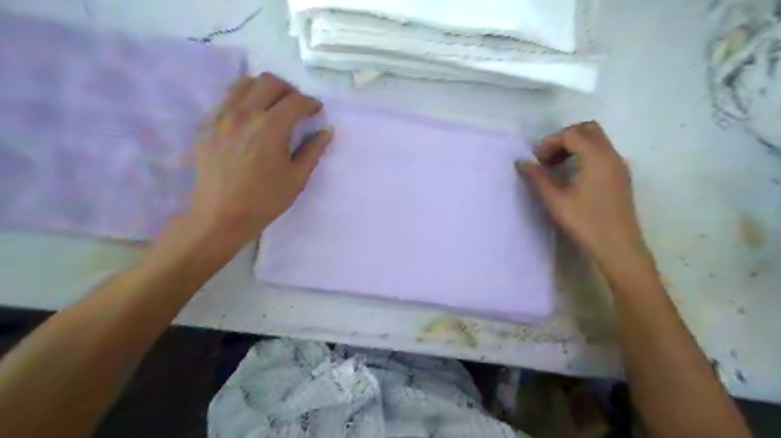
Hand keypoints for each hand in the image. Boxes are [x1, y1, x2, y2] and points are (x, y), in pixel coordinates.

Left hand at [190, 72, 333, 242]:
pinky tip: (250, 120)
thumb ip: (313, 150)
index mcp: (271, 127)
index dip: (311, 103)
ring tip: (273, 106)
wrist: (220, 215)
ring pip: (243, 84)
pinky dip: (244, 101)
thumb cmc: (265, 200)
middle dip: (289, 89)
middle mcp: (244, 113)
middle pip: (269, 82)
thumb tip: (326, 131)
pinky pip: (227, 100)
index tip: (317, 111)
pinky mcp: (207, 125)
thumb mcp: (297, 178)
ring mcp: (221, 116)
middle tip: (297, 106)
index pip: (296, 101)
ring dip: (264, 89)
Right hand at [517, 122, 646, 267]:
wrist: (618, 247)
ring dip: (574, 147)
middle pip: (588, 130)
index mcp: (596, 157)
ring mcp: (619, 166)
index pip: (571, 134)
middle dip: (564, 138)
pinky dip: (584, 156)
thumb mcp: (555, 200)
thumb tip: (521, 162)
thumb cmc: (585, 222)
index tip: (536, 160)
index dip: (550, 142)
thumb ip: (537, 178)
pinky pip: (602, 154)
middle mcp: (611, 156)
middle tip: (547, 158)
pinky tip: (571, 177)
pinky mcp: (620, 178)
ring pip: (596, 142)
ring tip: (555, 168)